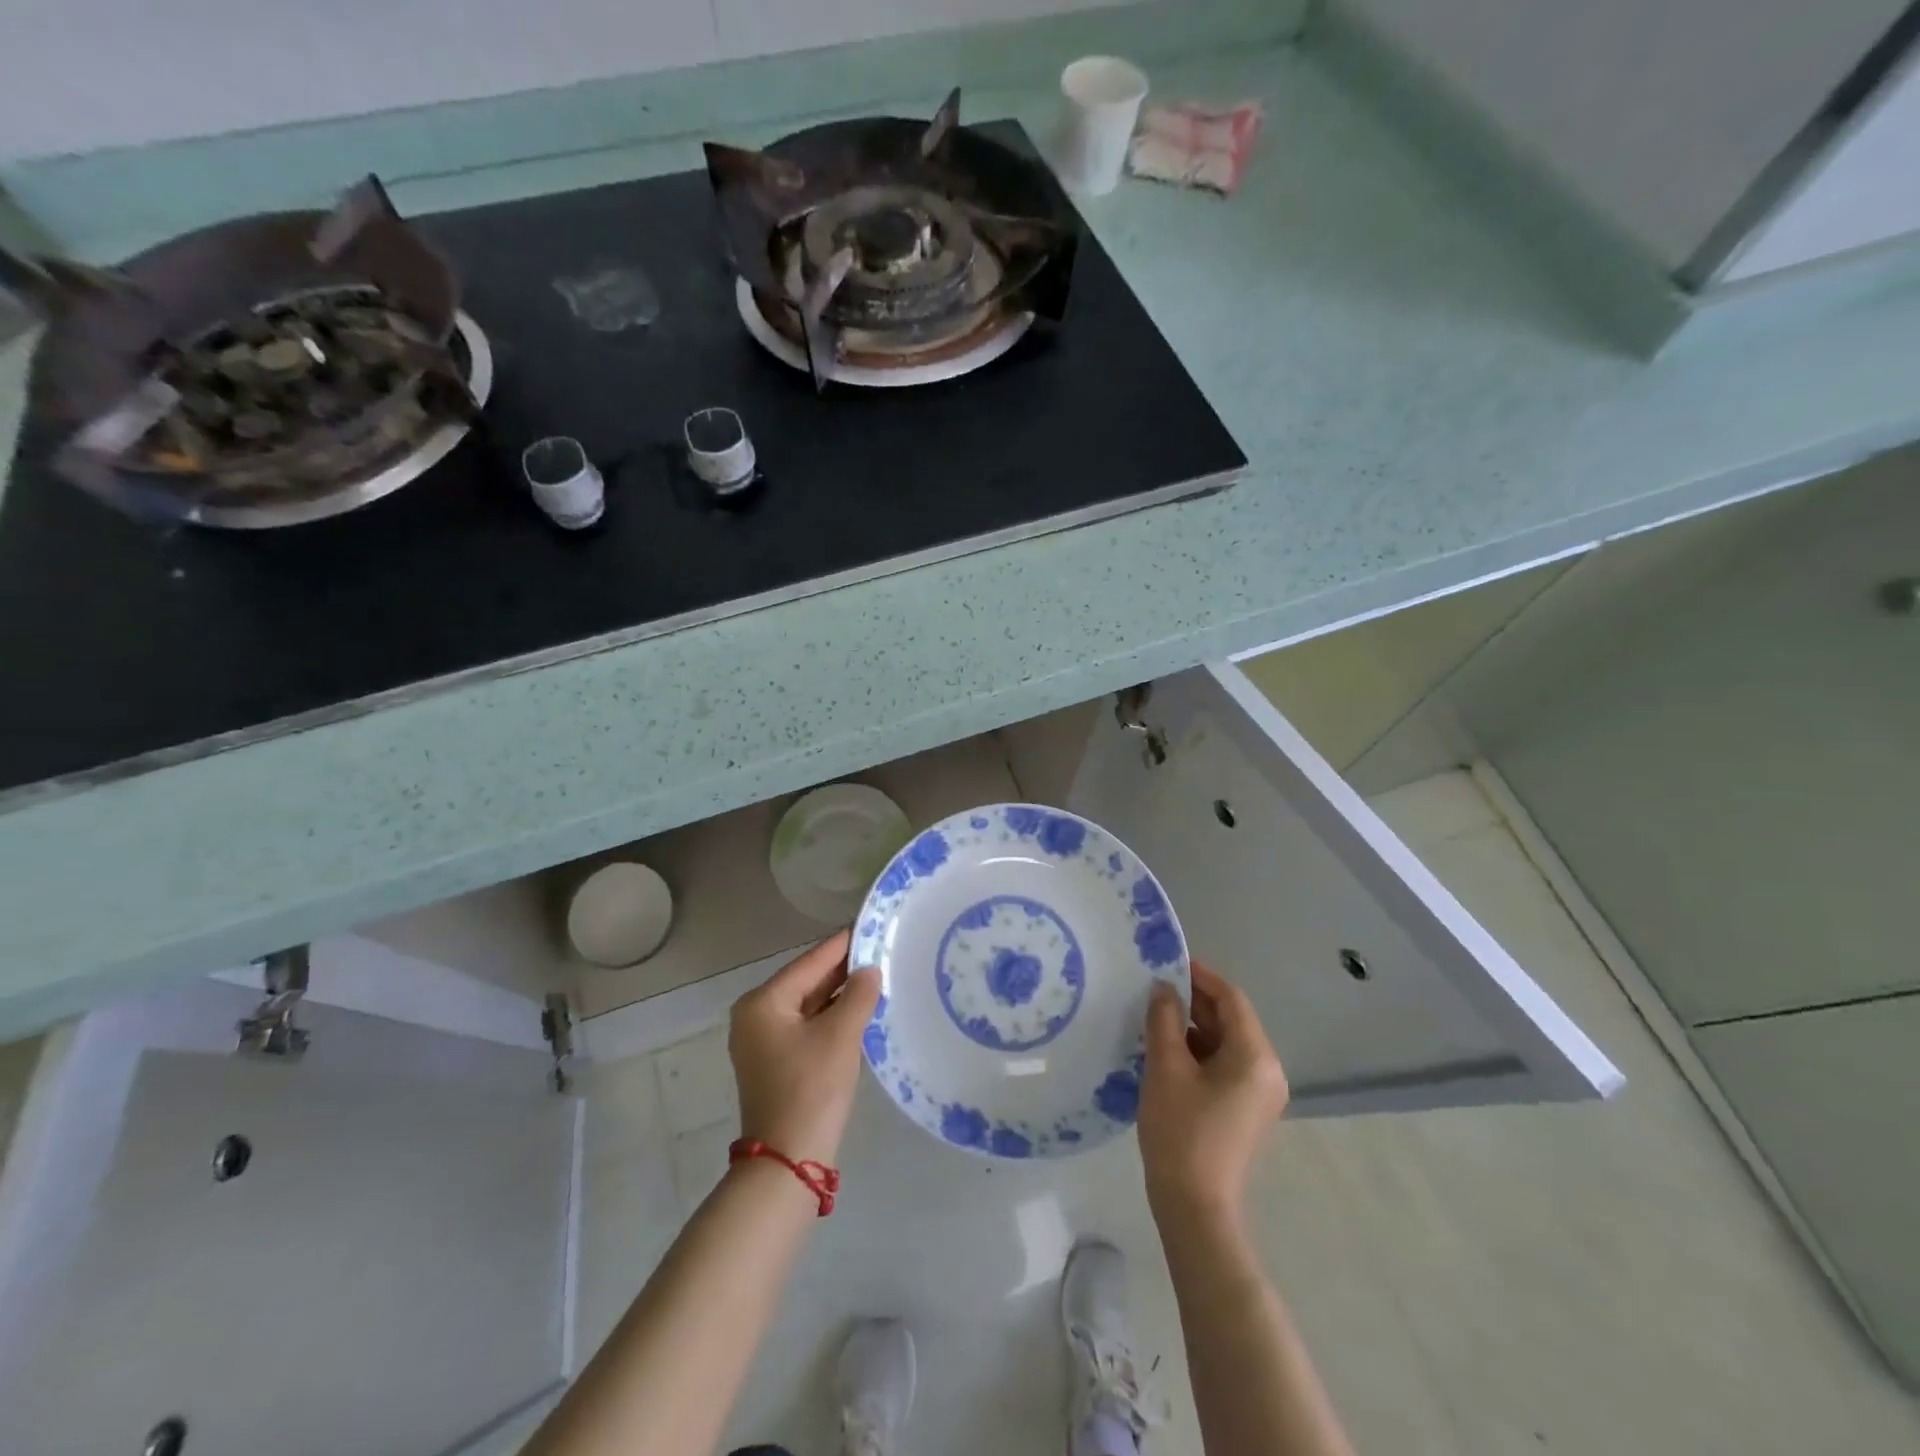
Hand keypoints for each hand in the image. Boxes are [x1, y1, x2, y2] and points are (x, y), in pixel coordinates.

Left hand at [728, 929, 881, 1168]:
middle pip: (807, 981)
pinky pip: (807, 1025)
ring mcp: (762, 1040)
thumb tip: (870, 970)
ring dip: (840, 994)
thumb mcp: (840, 1036)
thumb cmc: (811, 1089)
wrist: (788, 1161)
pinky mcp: (775, 1061)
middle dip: (843, 969)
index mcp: (763, 1002)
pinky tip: (860, 1009)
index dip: (843, 944)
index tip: (870, 925)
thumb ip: (858, 995)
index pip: (810, 962)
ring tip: (877, 974)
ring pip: (808, 1004)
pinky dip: (831, 1017)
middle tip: (881, 950)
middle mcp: (756, 1015)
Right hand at [1138, 960, 1288, 1230]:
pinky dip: (1198, 1052)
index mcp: (1255, 1056)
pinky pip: (1224, 1066)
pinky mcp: (1246, 1111)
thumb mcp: (1165, 1067)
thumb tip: (1164, 988)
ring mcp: (1260, 1094)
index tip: (1168, 962)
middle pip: (1231, 1020)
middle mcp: (1267, 1070)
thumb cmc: (1181, 1130)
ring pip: (1226, 1043)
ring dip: (1193, 1027)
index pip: (1231, 999)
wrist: (1195, 1207)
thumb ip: (1164, 1019)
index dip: (1201, 976)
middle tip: (1154, 988)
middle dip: (1194, 1001)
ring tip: (1154, 1017)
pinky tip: (1166, 1051)